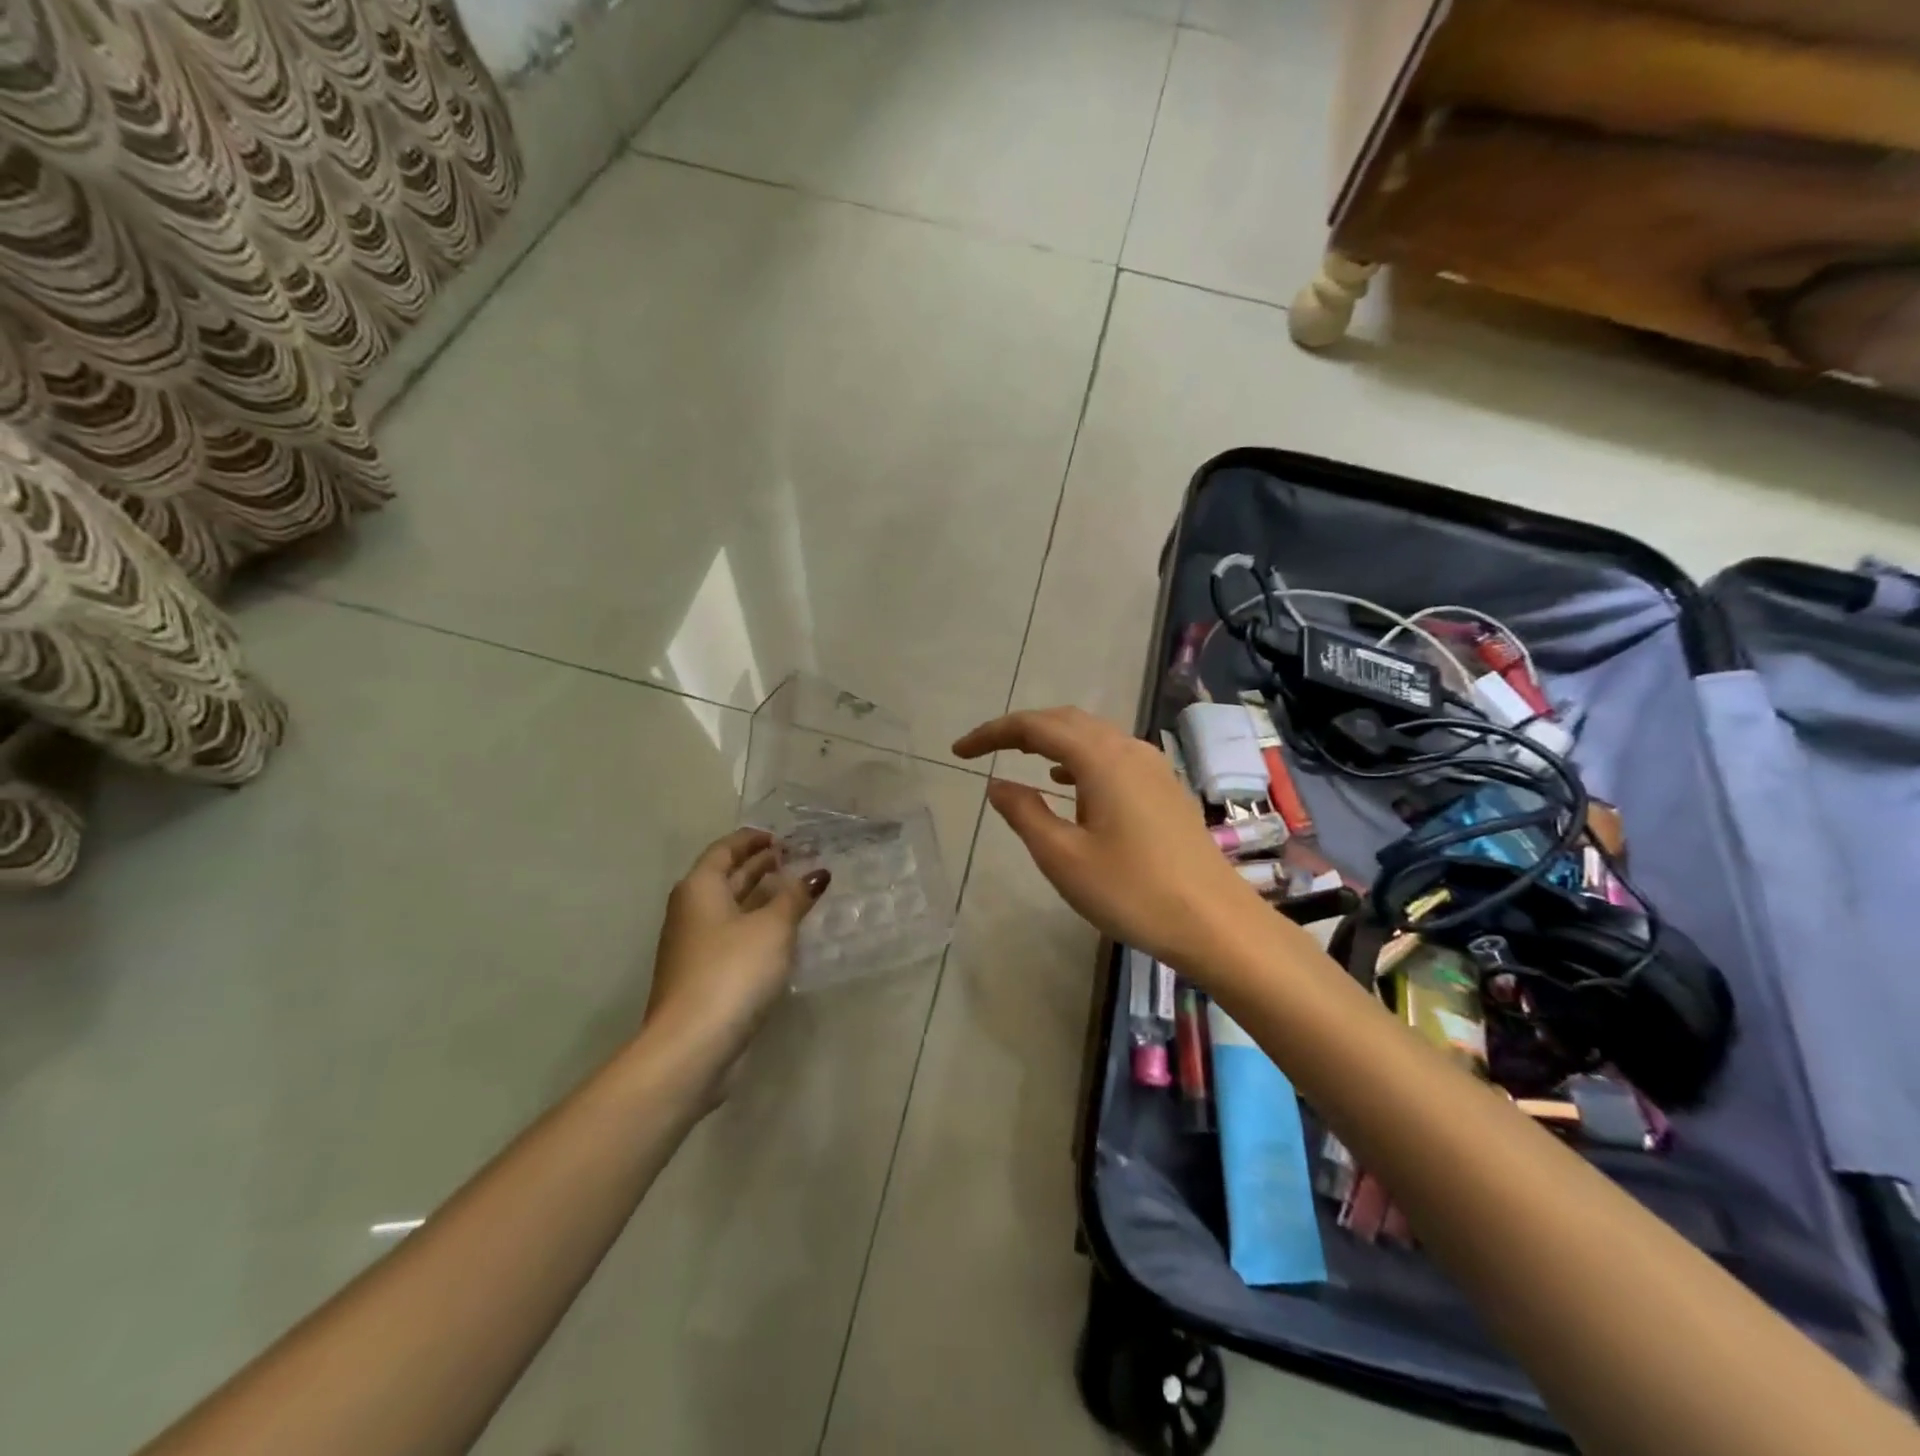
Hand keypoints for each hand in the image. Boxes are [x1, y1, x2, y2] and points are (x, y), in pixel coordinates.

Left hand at [643, 829, 828, 1092]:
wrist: (692, 1044)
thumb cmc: (732, 971)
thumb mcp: (773, 927)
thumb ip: (795, 897)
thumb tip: (817, 874)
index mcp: (700, 888)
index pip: (725, 849)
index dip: (753, 840)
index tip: (781, 838)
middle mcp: (691, 911)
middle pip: (726, 877)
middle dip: (759, 866)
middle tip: (795, 860)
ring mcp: (695, 946)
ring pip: (731, 909)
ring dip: (761, 897)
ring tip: (796, 891)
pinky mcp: (704, 976)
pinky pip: (733, 937)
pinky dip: (757, 926)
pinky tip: (783, 934)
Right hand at [953, 707, 1261, 970]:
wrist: (1215, 923)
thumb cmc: (1132, 892)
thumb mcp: (1063, 858)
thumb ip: (1024, 814)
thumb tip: (997, 784)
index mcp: (1101, 758)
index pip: (1035, 726)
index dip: (992, 733)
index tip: (959, 751)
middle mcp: (1128, 749)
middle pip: (1065, 721)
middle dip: (1020, 730)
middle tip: (983, 750)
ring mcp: (1152, 767)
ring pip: (1091, 736)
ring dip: (1050, 742)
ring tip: (1018, 760)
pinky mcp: (1163, 788)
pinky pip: (1111, 756)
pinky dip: (1078, 760)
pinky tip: (1066, 784)